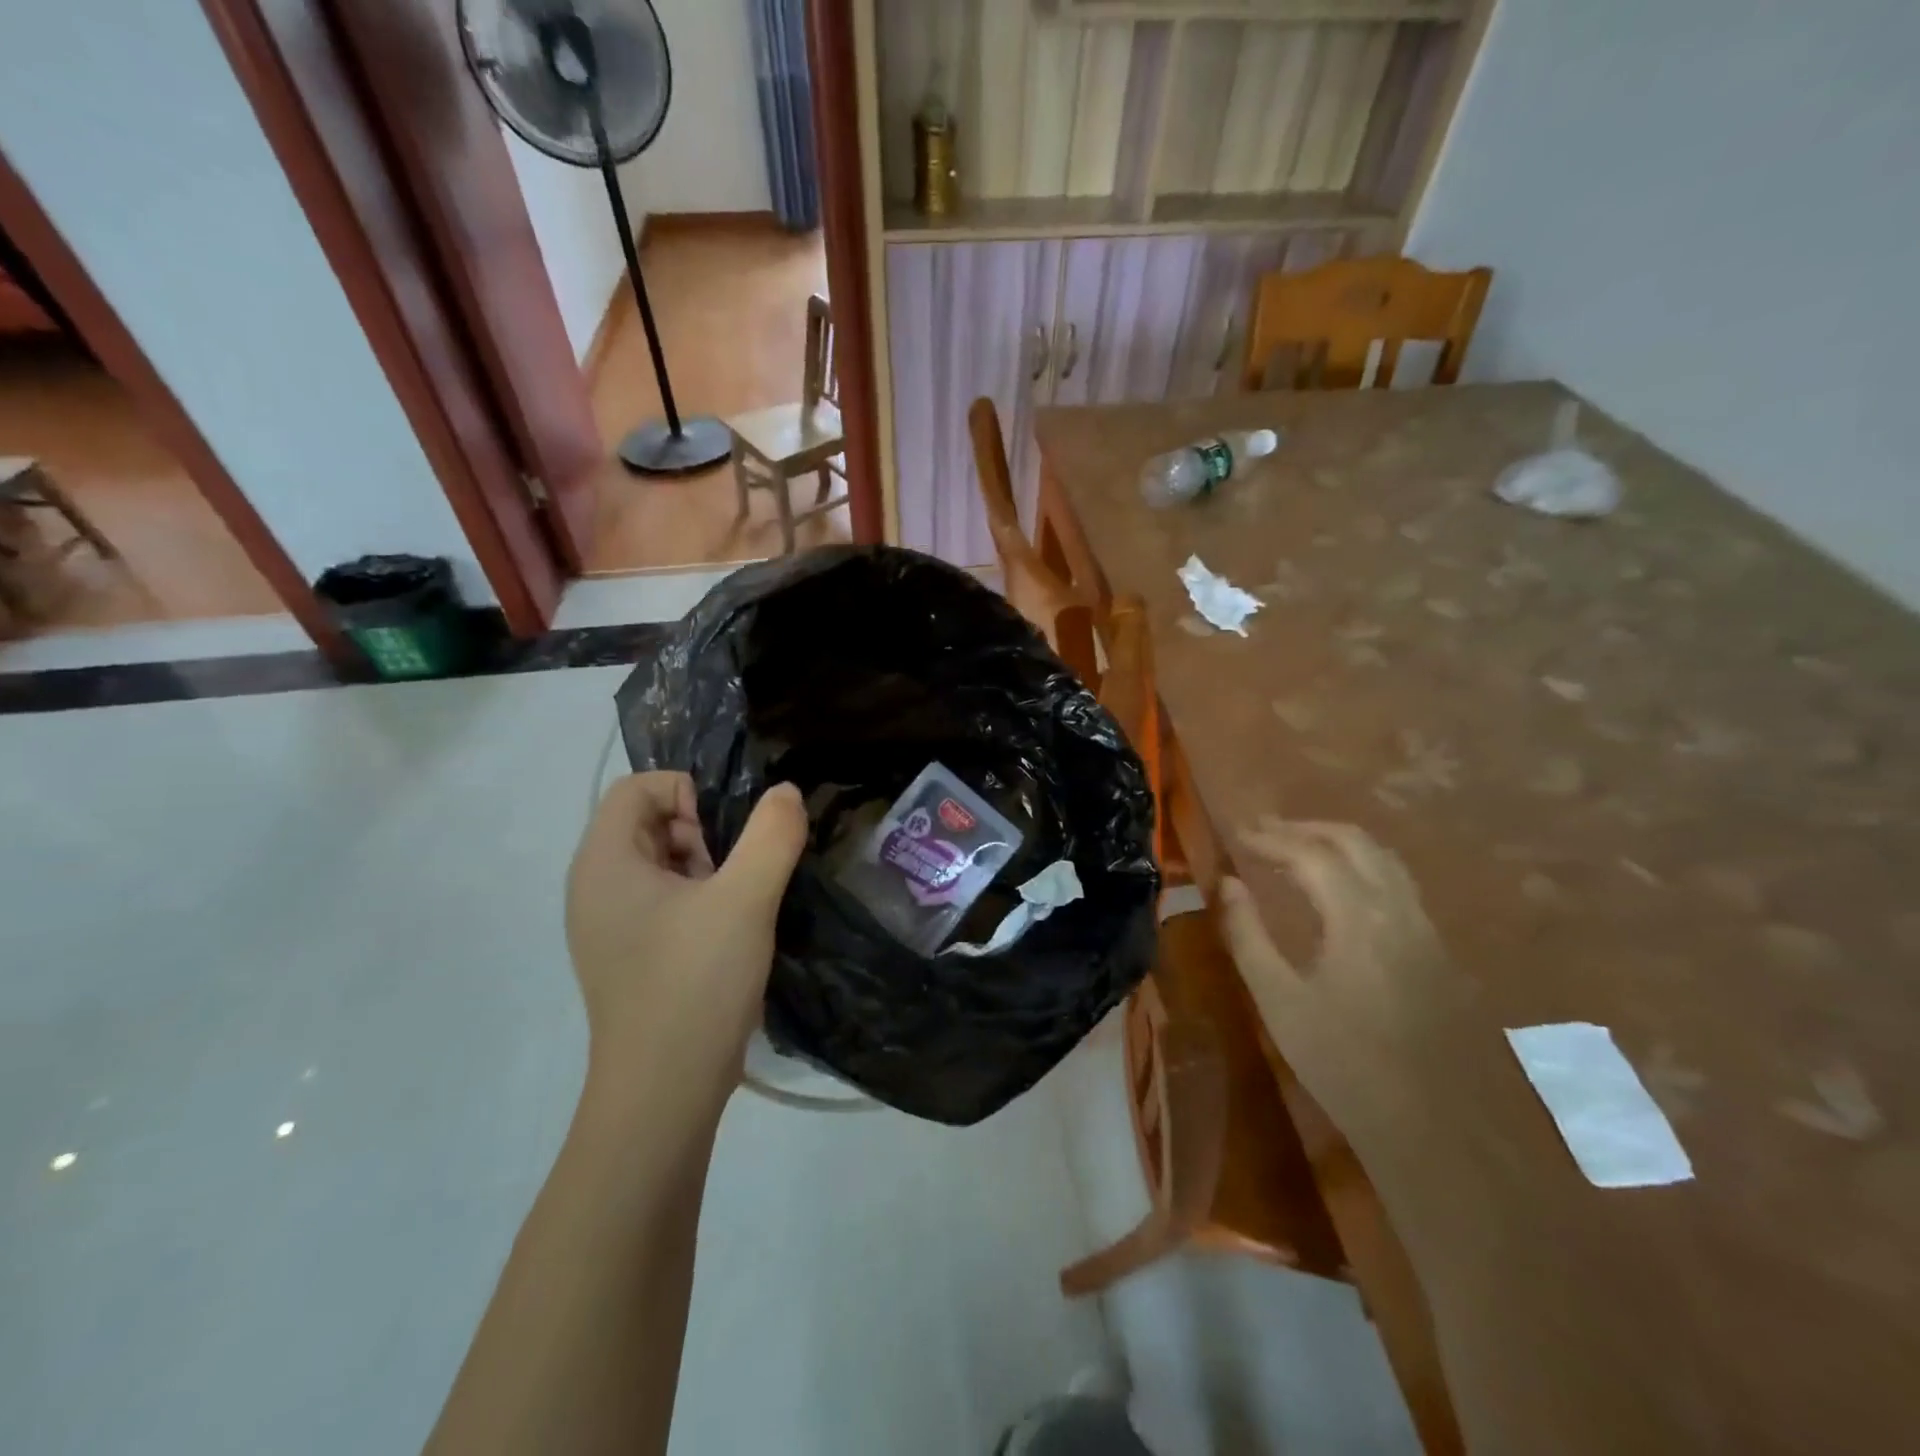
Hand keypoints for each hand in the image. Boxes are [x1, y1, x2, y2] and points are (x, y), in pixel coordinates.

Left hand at [566, 772, 807, 1116]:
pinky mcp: (629, 955)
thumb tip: (785, 793)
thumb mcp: (744, 899)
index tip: (726, 836)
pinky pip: (663, 901)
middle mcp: (594, 887)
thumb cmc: (695, 984)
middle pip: (649, 822)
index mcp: (604, 863)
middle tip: (736, 873)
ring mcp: (609, 926)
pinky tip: (729, 933)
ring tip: (738, 905)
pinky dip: (698, 900)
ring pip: (661, 863)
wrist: (664, 1093)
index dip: (688, 793)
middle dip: (702, 832)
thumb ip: (771, 835)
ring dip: (706, 868)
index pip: (638, 788)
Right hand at [1218, 818, 1465, 1122]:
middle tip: (1263, 830)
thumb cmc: (1343, 1063)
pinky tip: (1340, 886)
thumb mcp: (1278, 1000)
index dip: (1270, 837)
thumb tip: (1227, 883)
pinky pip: (1397, 883)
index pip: (1310, 853)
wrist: (1436, 1128)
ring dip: (1337, 841)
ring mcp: (1425, 928)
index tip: (1237, 834)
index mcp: (1357, 917)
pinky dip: (1361, 864)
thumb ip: (1247, 934)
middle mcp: (1398, 909)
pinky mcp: (1437, 950)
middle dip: (1305, 828)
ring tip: (1297, 846)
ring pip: (1383, 858)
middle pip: (1353, 842)